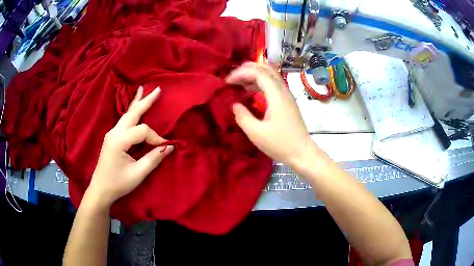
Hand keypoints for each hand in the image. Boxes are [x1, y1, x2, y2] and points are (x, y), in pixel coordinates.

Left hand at [87, 86, 173, 207]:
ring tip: (144, 91)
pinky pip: (124, 120)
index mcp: (119, 140)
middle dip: (146, 101)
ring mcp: (112, 133)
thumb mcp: (137, 174)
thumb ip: (153, 159)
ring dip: (137, 103)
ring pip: (127, 114)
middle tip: (157, 89)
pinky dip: (131, 111)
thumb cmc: (118, 183)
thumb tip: (169, 146)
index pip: (142, 131)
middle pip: (132, 113)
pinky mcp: (112, 137)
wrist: (100, 189)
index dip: (156, 138)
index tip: (164, 148)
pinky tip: (134, 106)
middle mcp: (114, 132)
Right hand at [226, 62, 322, 168]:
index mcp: (276, 95)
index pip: (258, 73)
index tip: (227, 82)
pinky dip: (260, 83)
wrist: (303, 154)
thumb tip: (234, 104)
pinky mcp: (287, 102)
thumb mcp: (256, 133)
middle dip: (247, 70)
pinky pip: (273, 85)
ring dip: (253, 76)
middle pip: (265, 69)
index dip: (241, 73)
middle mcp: (283, 90)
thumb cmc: (281, 144)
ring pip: (270, 76)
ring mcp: (287, 96)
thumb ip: (242, 116)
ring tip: (238, 84)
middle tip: (232, 78)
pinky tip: (251, 92)